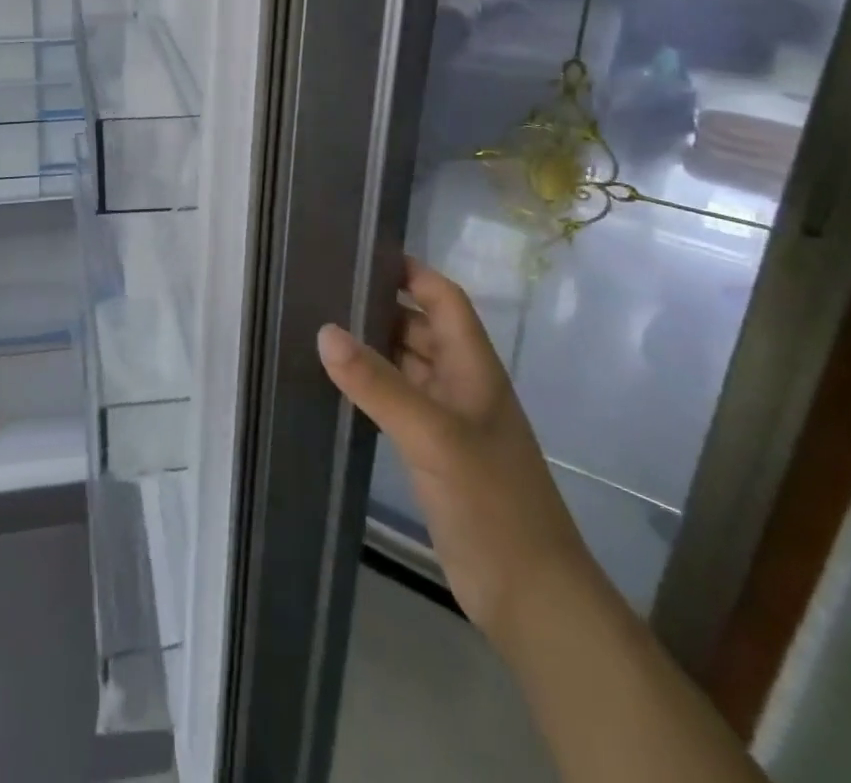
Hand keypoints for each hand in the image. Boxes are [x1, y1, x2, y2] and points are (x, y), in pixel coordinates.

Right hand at [318, 258, 591, 641]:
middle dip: (380, 307)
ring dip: (373, 348)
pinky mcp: (434, 453)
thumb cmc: (492, 502)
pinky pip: (398, 402)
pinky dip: (372, 387)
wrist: (530, 596)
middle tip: (324, 290)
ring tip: (320, 328)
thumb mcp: (433, 436)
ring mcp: (448, 420)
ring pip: (407, 365)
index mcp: (473, 367)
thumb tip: (325, 330)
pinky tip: (338, 385)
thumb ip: (378, 383)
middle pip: (421, 327)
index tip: (361, 254)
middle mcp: (462, 384)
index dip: (410, 272)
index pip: (444, 298)